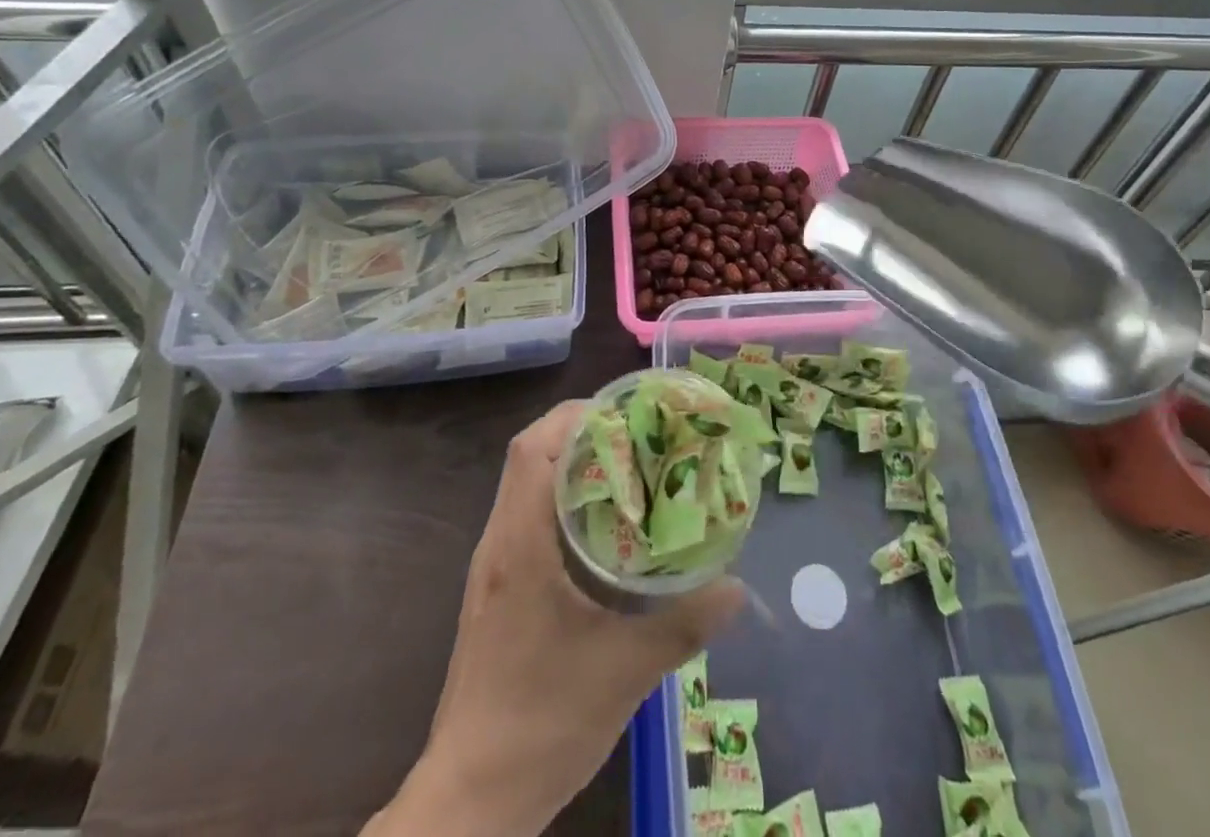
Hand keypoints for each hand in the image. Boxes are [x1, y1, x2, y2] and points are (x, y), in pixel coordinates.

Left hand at [366, 401, 742, 836]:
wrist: (471, 801)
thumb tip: (738, 587)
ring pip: (526, 483)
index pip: (535, 448)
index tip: (629, 413)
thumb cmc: (542, 723)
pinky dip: (562, 497)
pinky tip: (604, 524)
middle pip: (529, 455)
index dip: (578, 417)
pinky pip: (526, 515)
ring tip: (630, 464)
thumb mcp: (624, 672)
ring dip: (571, 462)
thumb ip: (685, 624)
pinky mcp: (497, 589)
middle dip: (581, 431)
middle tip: (639, 433)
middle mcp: (499, 543)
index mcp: (520, 545)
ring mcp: (493, 566)